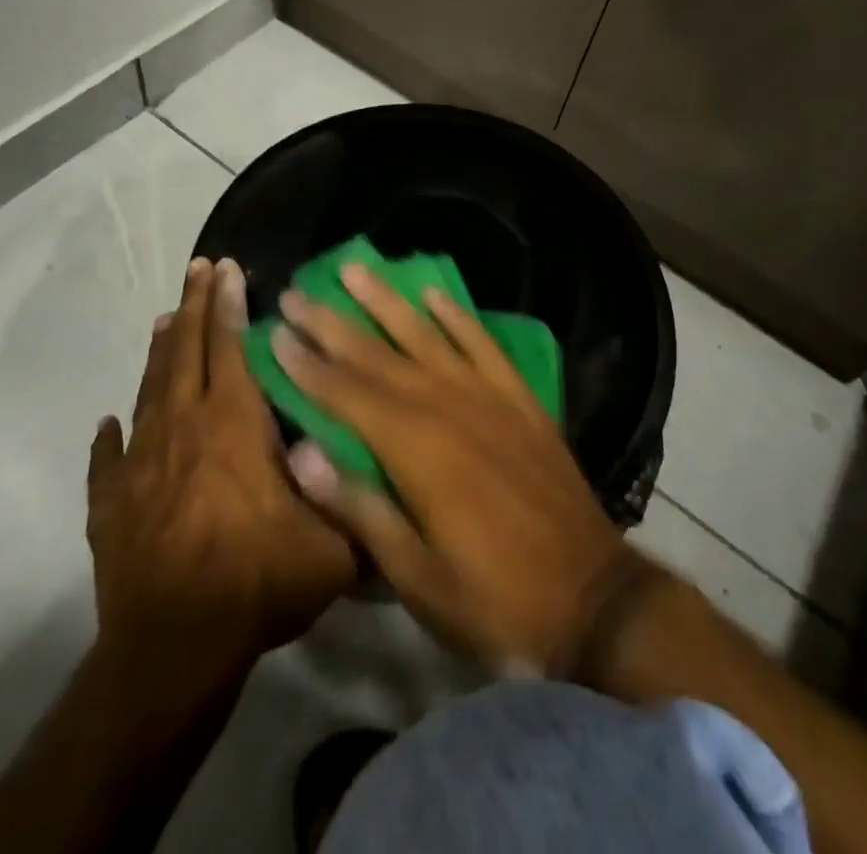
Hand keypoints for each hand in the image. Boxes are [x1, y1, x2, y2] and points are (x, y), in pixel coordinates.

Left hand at [86, 258, 356, 659]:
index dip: (228, 304)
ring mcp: (141, 464)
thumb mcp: (333, 547)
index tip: (226, 267)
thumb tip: (384, 475)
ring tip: (165, 320)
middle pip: (186, 352)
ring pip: (149, 391)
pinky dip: (109, 438)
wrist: (172, 650)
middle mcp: (184, 428)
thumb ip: (360, 504)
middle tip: (198, 268)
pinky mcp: (110, 504)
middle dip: (194, 305)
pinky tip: (107, 423)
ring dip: (159, 352)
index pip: (230, 347)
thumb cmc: (257, 582)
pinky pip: (108, 459)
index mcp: (234, 424)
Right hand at [270, 264, 659, 677]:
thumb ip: (358, 508)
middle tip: (297, 291)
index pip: (346, 395)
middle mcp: (447, 407)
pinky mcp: (520, 399)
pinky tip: (433, 294)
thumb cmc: (492, 599)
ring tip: (356, 268)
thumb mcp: (415, 576)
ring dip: (388, 301)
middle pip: (377, 356)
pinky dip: (457, 316)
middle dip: (333, 323)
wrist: (591, 596)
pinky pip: (483, 344)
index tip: (275, 330)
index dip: (307, 364)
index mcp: (415, 450)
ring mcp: (488, 397)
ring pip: (426, 335)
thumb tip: (299, 452)